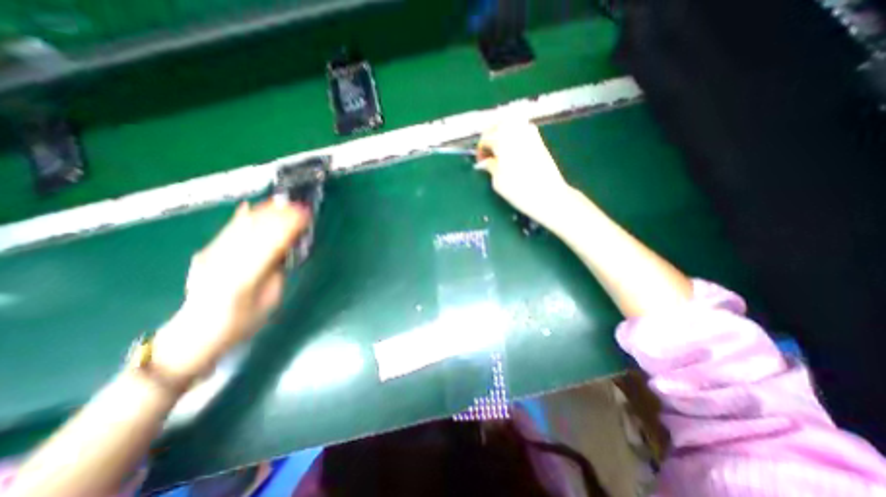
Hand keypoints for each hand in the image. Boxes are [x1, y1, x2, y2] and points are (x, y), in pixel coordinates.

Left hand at [150, 201, 308, 386]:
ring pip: (240, 227)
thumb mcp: (270, 299)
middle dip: (279, 215)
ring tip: (283, 203)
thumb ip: (277, 269)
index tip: (305, 216)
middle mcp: (222, 263)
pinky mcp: (206, 253)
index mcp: (242, 279)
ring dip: (264, 212)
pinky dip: (243, 216)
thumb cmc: (242, 322)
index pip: (270, 244)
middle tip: (300, 207)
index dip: (289, 227)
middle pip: (254, 230)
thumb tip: (285, 246)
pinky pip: (227, 230)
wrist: (196, 333)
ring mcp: (210, 256)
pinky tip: (252, 207)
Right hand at [473, 120, 571, 223]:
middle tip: (488, 148)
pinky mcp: (540, 141)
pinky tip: (513, 147)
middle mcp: (517, 132)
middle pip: (499, 123)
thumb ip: (490, 166)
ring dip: (503, 130)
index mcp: (502, 141)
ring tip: (499, 146)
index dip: (480, 149)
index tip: (480, 161)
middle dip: (491, 133)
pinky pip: (524, 129)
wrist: (548, 195)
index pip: (486, 138)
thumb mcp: (497, 181)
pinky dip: (516, 134)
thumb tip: (486, 161)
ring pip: (513, 122)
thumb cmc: (519, 190)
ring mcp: (530, 135)